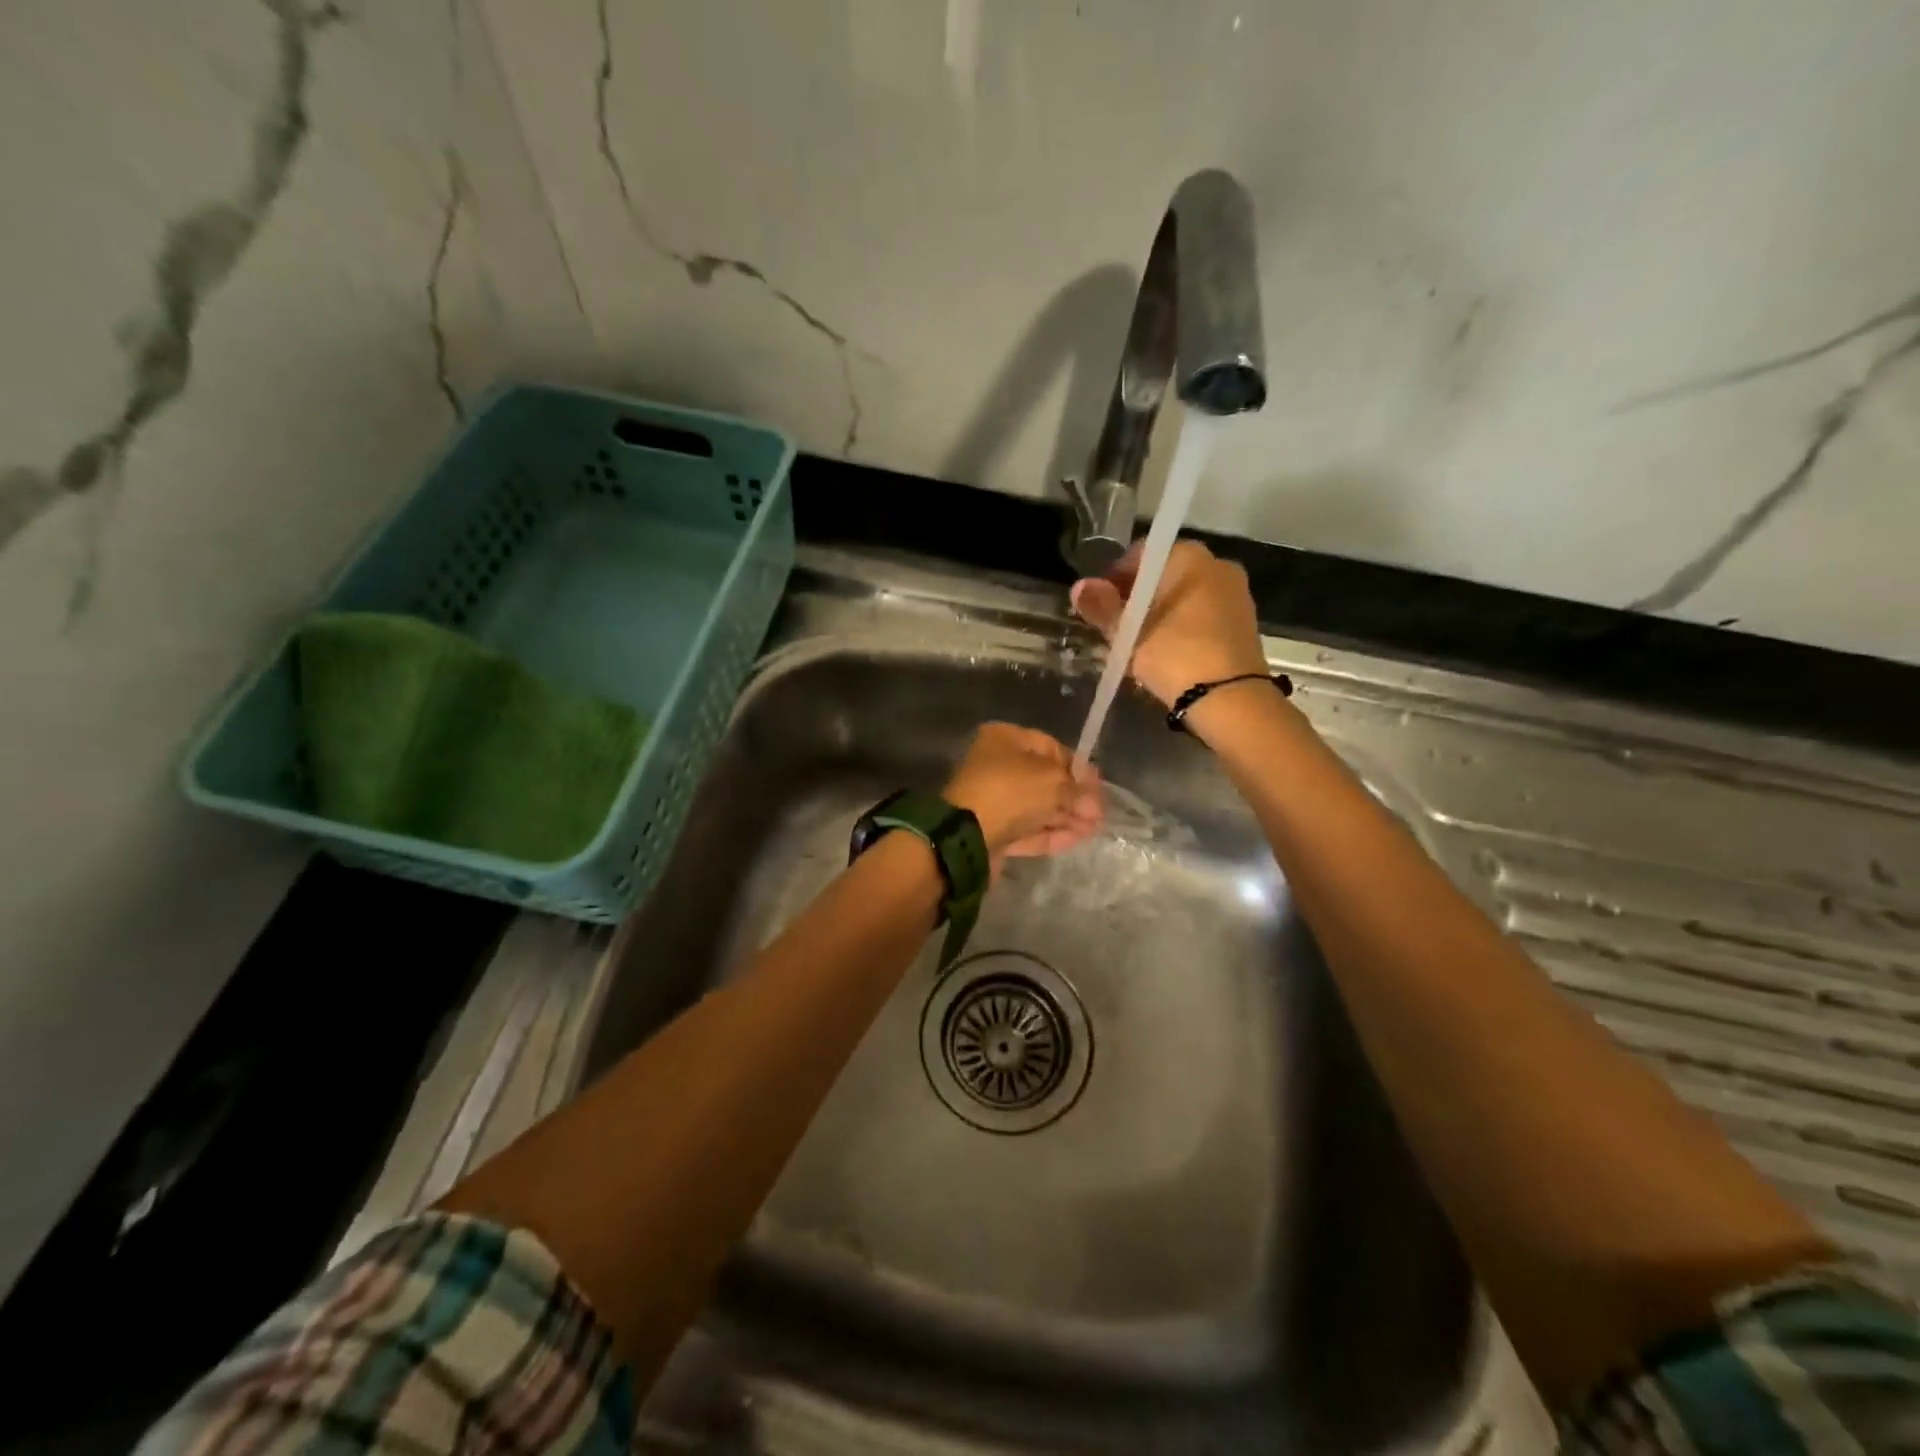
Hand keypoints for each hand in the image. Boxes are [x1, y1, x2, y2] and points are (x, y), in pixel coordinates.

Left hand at [943, 723, 1103, 868]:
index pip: (1050, 747)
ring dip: (1067, 817)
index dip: (1077, 767)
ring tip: (1096, 829)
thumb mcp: (1053, 782)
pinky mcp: (993, 831)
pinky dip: (1052, 833)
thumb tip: (1093, 801)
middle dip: (1074, 796)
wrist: (968, 836)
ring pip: (1037, 807)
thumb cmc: (1011, 792)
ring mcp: (993, 801)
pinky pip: (1028, 829)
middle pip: (1044, 780)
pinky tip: (1078, 839)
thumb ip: (1077, 789)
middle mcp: (996, 766)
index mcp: (1004, 739)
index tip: (1098, 786)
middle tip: (1100, 812)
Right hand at [1070, 541, 1267, 706]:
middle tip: (1117, 627)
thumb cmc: (1174, 655)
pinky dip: (1183, 627)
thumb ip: (1102, 607)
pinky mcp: (1245, 622)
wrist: (1230, 699)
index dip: (1115, 578)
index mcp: (1188, 556)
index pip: (1140, 554)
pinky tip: (1169, 653)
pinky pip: (1203, 615)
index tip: (1101, 605)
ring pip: (1185, 597)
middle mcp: (1217, 564)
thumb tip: (1080, 586)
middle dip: (1138, 597)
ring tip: (1140, 645)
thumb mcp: (1128, 634)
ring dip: (1161, 614)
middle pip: (1165, 575)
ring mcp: (1236, 593)